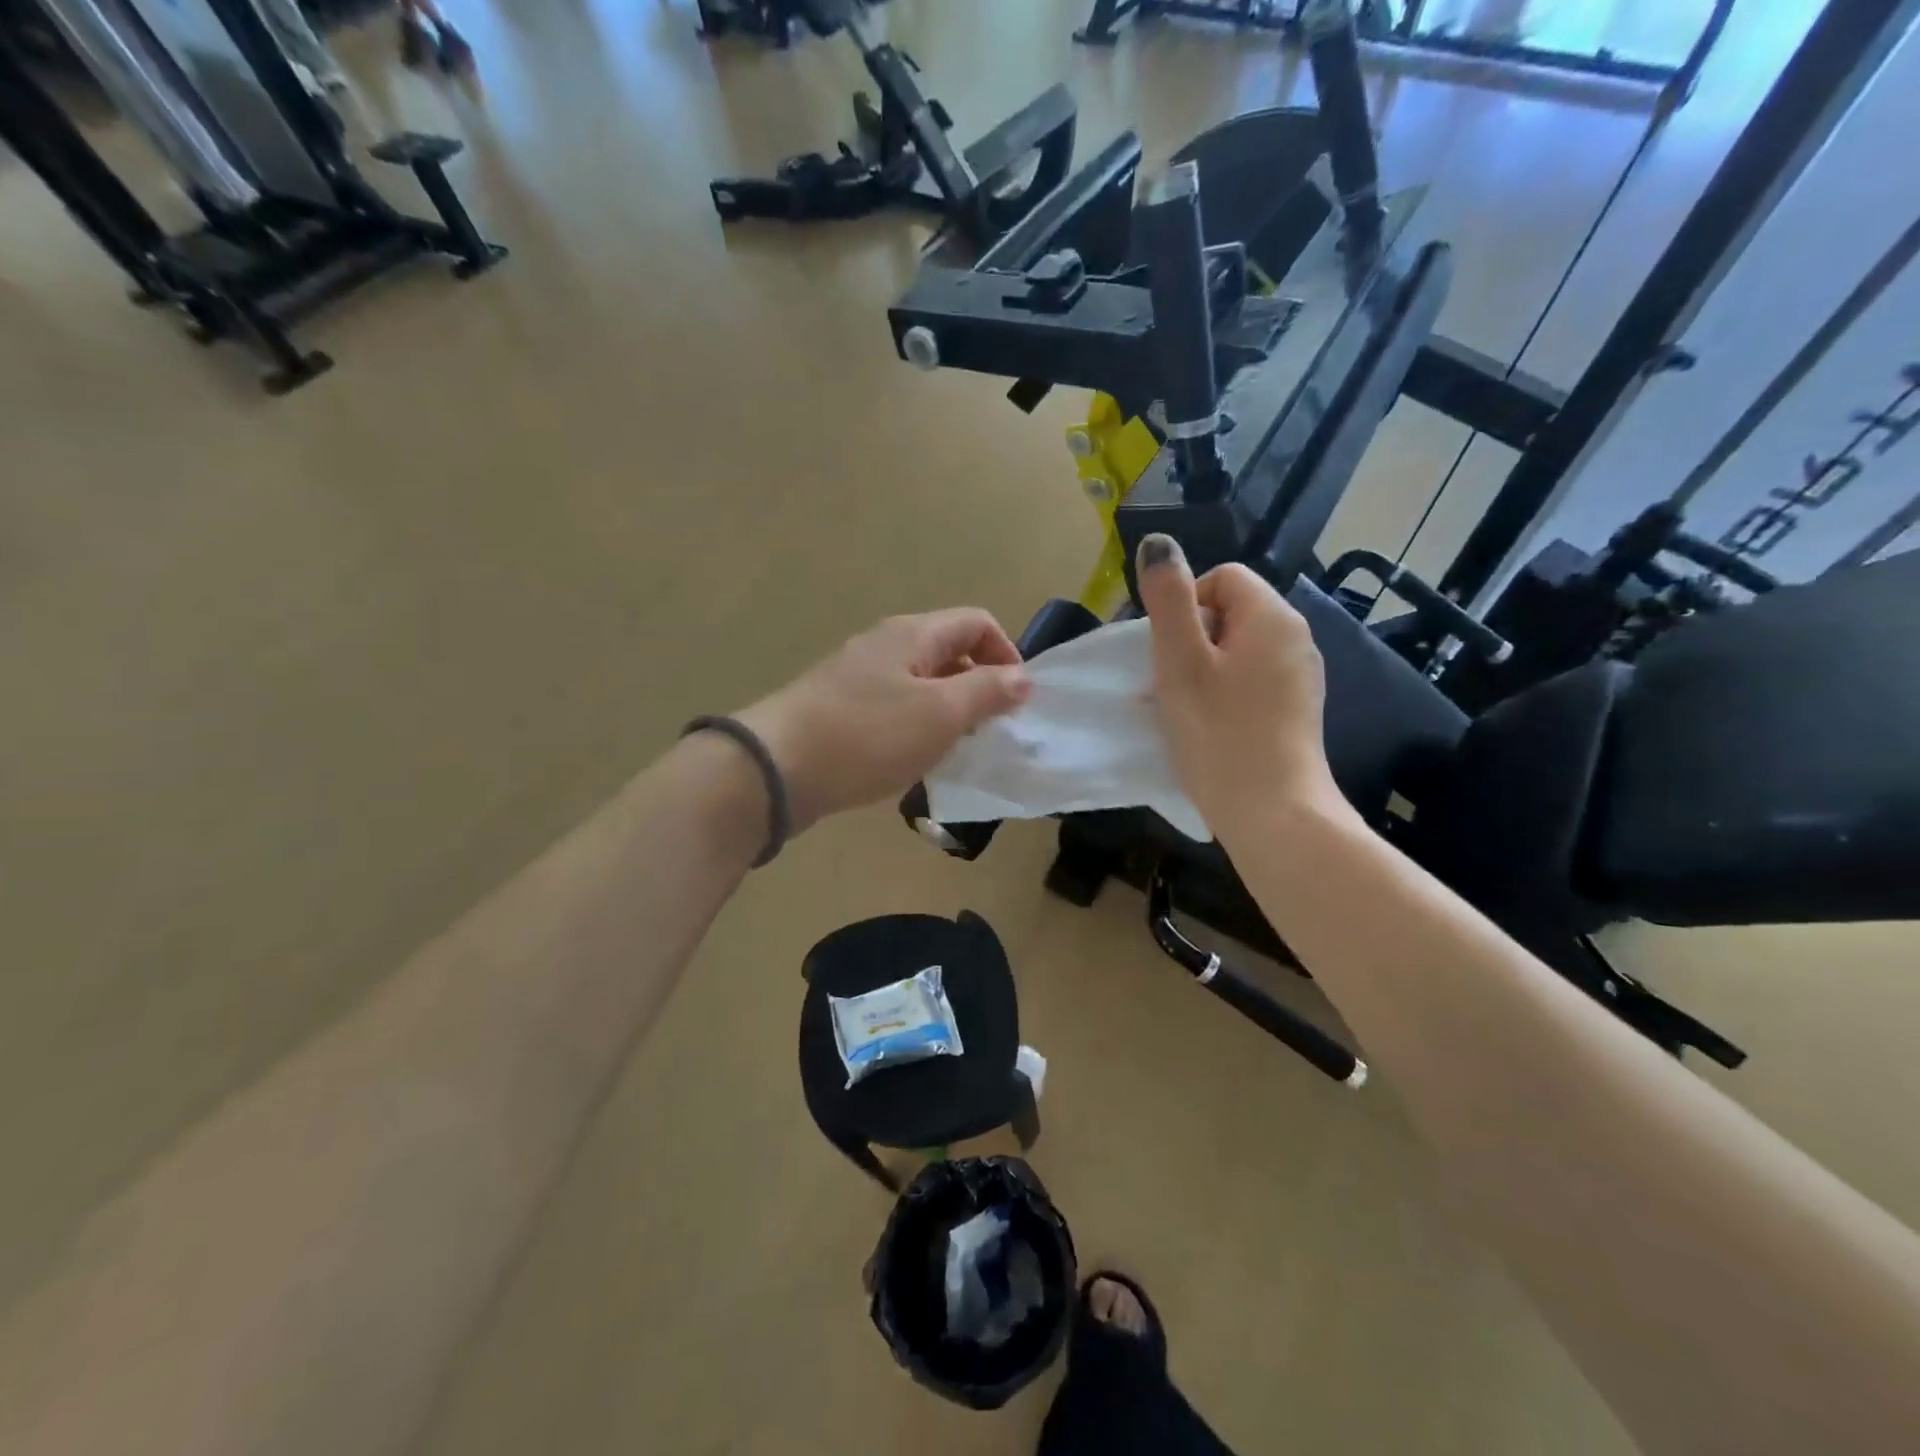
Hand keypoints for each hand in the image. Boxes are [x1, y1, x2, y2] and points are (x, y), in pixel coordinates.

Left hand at [737, 609, 1031, 831]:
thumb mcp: (940, 713)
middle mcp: (885, 646)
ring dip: (948, 712)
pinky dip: (916, 729)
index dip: (1007, 654)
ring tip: (956, 751)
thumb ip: (986, 691)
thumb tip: (1023, 677)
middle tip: (990, 731)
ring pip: (921, 685)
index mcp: (912, 634)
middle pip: (949, 652)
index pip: (977, 622)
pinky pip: (894, 710)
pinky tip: (914, 762)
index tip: (1017, 701)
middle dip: (979, 686)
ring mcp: (858, 678)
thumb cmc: (868, 735)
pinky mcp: (841, 711)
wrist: (776, 769)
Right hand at [1135, 535, 1347, 842]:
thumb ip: (1168, 599)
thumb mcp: (1180, 661)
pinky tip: (1212, 726)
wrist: (1272, 812)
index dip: (1184, 606)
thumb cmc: (1218, 732)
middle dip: (1191, 640)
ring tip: (1185, 709)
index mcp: (1272, 616)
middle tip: (1169, 683)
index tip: (1166, 652)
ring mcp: (1302, 676)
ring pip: (1239, 650)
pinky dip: (1226, 693)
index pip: (1221, 578)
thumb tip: (1159, 543)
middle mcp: (1296, 637)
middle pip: (1231, 613)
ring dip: (1204, 670)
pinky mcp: (1297, 709)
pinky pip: (1253, 681)